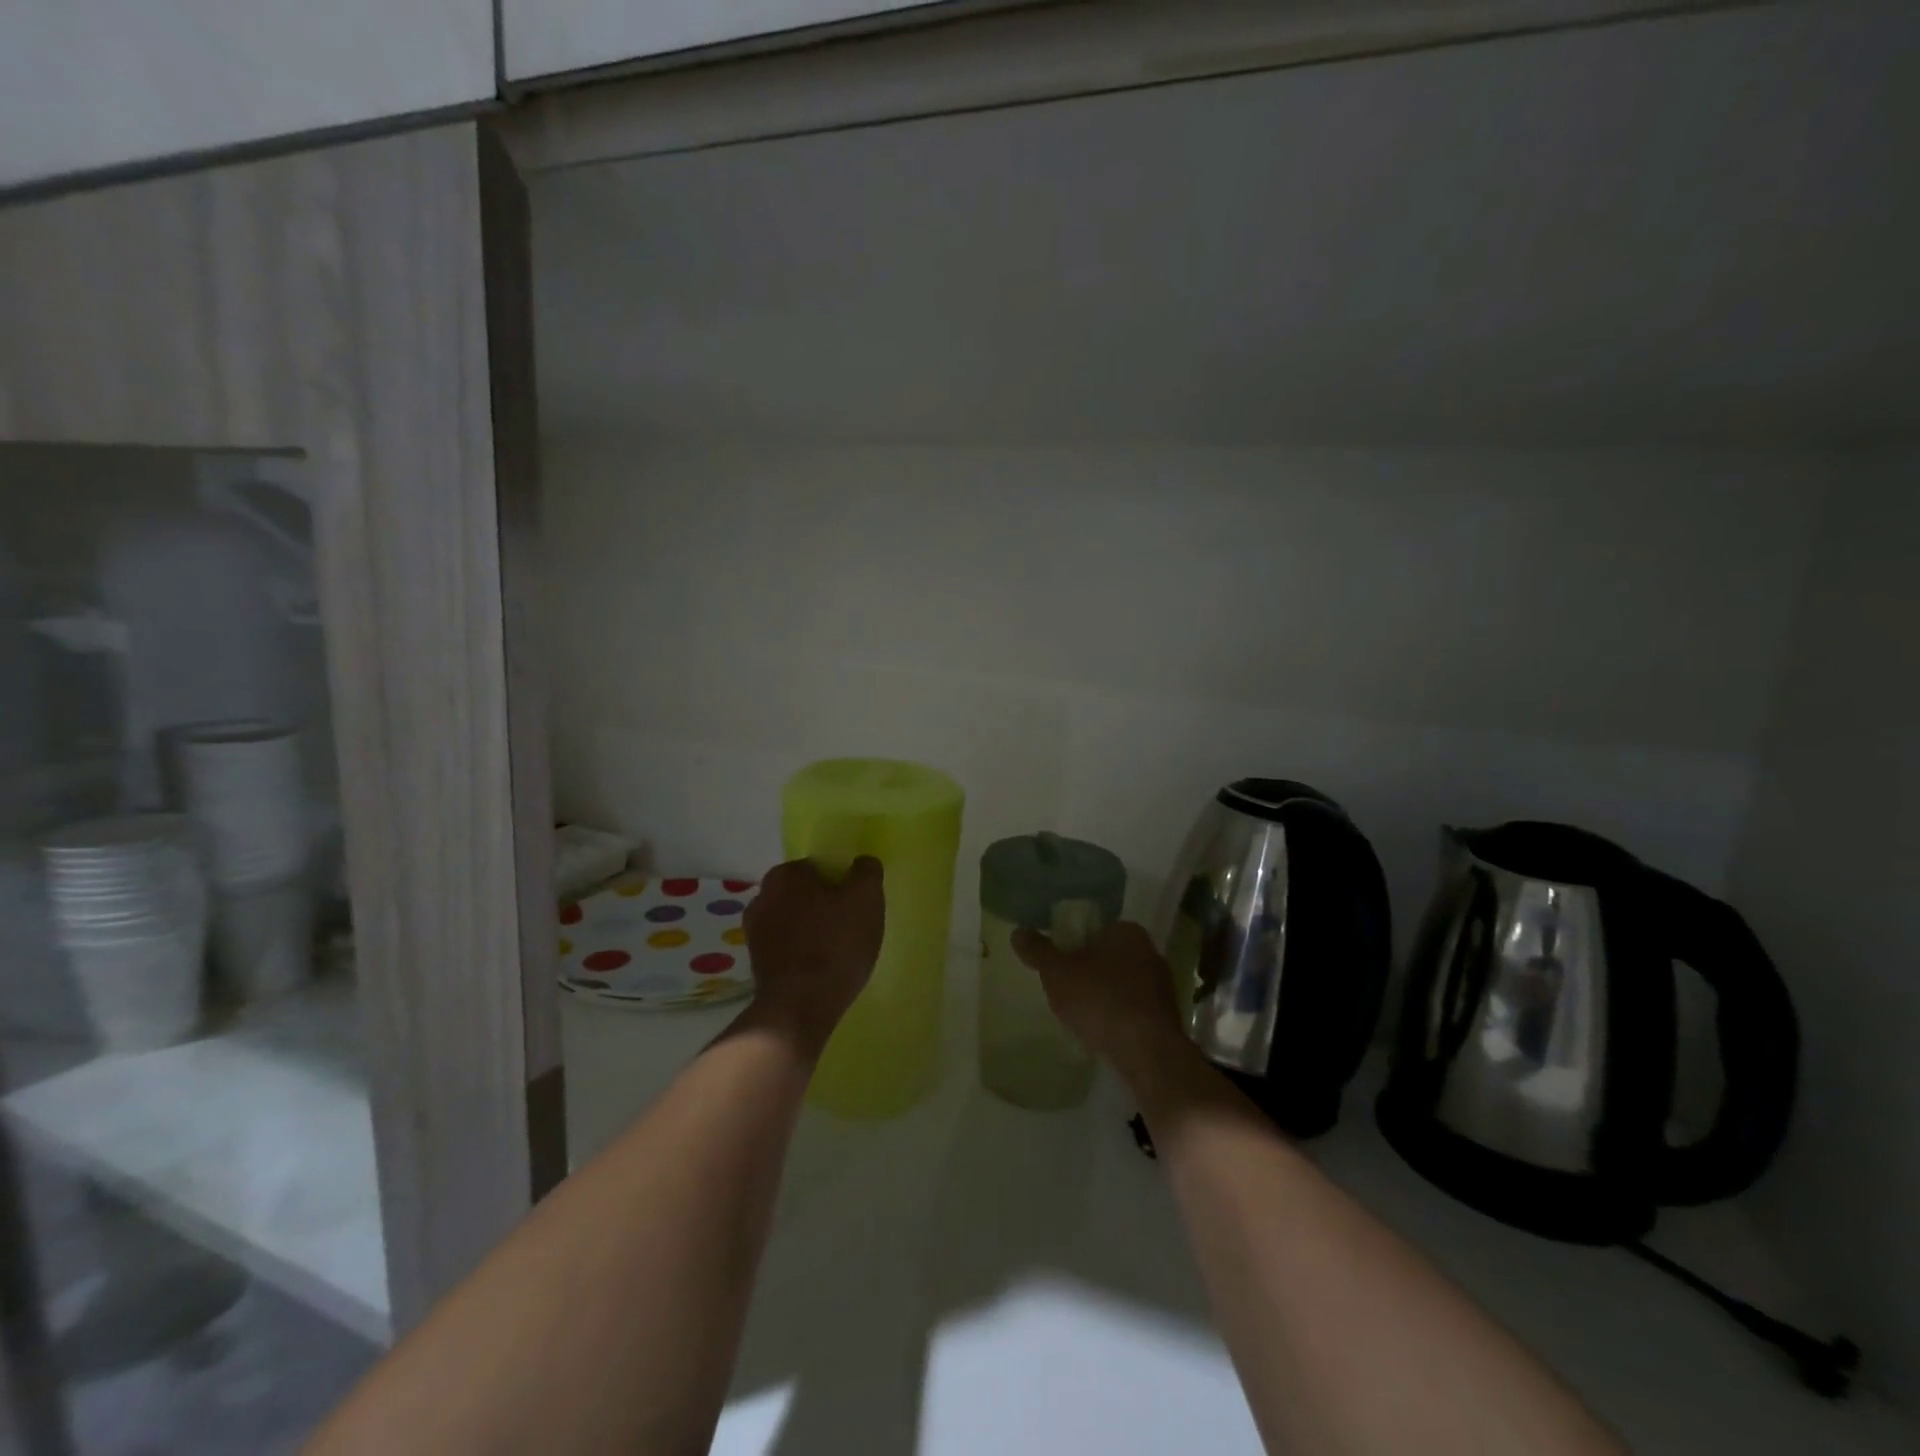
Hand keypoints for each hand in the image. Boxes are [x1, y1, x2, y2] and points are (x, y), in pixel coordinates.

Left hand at [742, 857, 884, 1052]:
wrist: (799, 1007)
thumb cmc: (835, 945)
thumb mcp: (866, 899)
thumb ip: (866, 872)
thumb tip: (862, 863)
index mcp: (784, 875)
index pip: (818, 867)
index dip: (841, 882)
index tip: (856, 903)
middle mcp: (761, 896)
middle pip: (804, 893)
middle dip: (824, 905)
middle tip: (851, 926)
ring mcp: (754, 932)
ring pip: (794, 920)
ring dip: (812, 929)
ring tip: (838, 951)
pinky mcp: (756, 962)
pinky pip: (786, 946)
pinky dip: (801, 952)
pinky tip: (821, 968)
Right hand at [1013, 920, 1188, 1081]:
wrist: (1147, 1052)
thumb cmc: (1100, 1000)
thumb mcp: (1057, 972)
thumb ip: (1038, 951)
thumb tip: (1018, 932)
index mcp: (1126, 930)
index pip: (1092, 929)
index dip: (1070, 945)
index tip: (1055, 966)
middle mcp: (1148, 950)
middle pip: (1105, 955)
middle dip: (1086, 971)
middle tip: (1063, 991)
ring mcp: (1161, 984)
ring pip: (1119, 982)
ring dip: (1101, 995)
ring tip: (1080, 1015)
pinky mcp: (1165, 1015)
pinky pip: (1131, 1008)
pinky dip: (1116, 1015)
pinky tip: (1102, 1032)